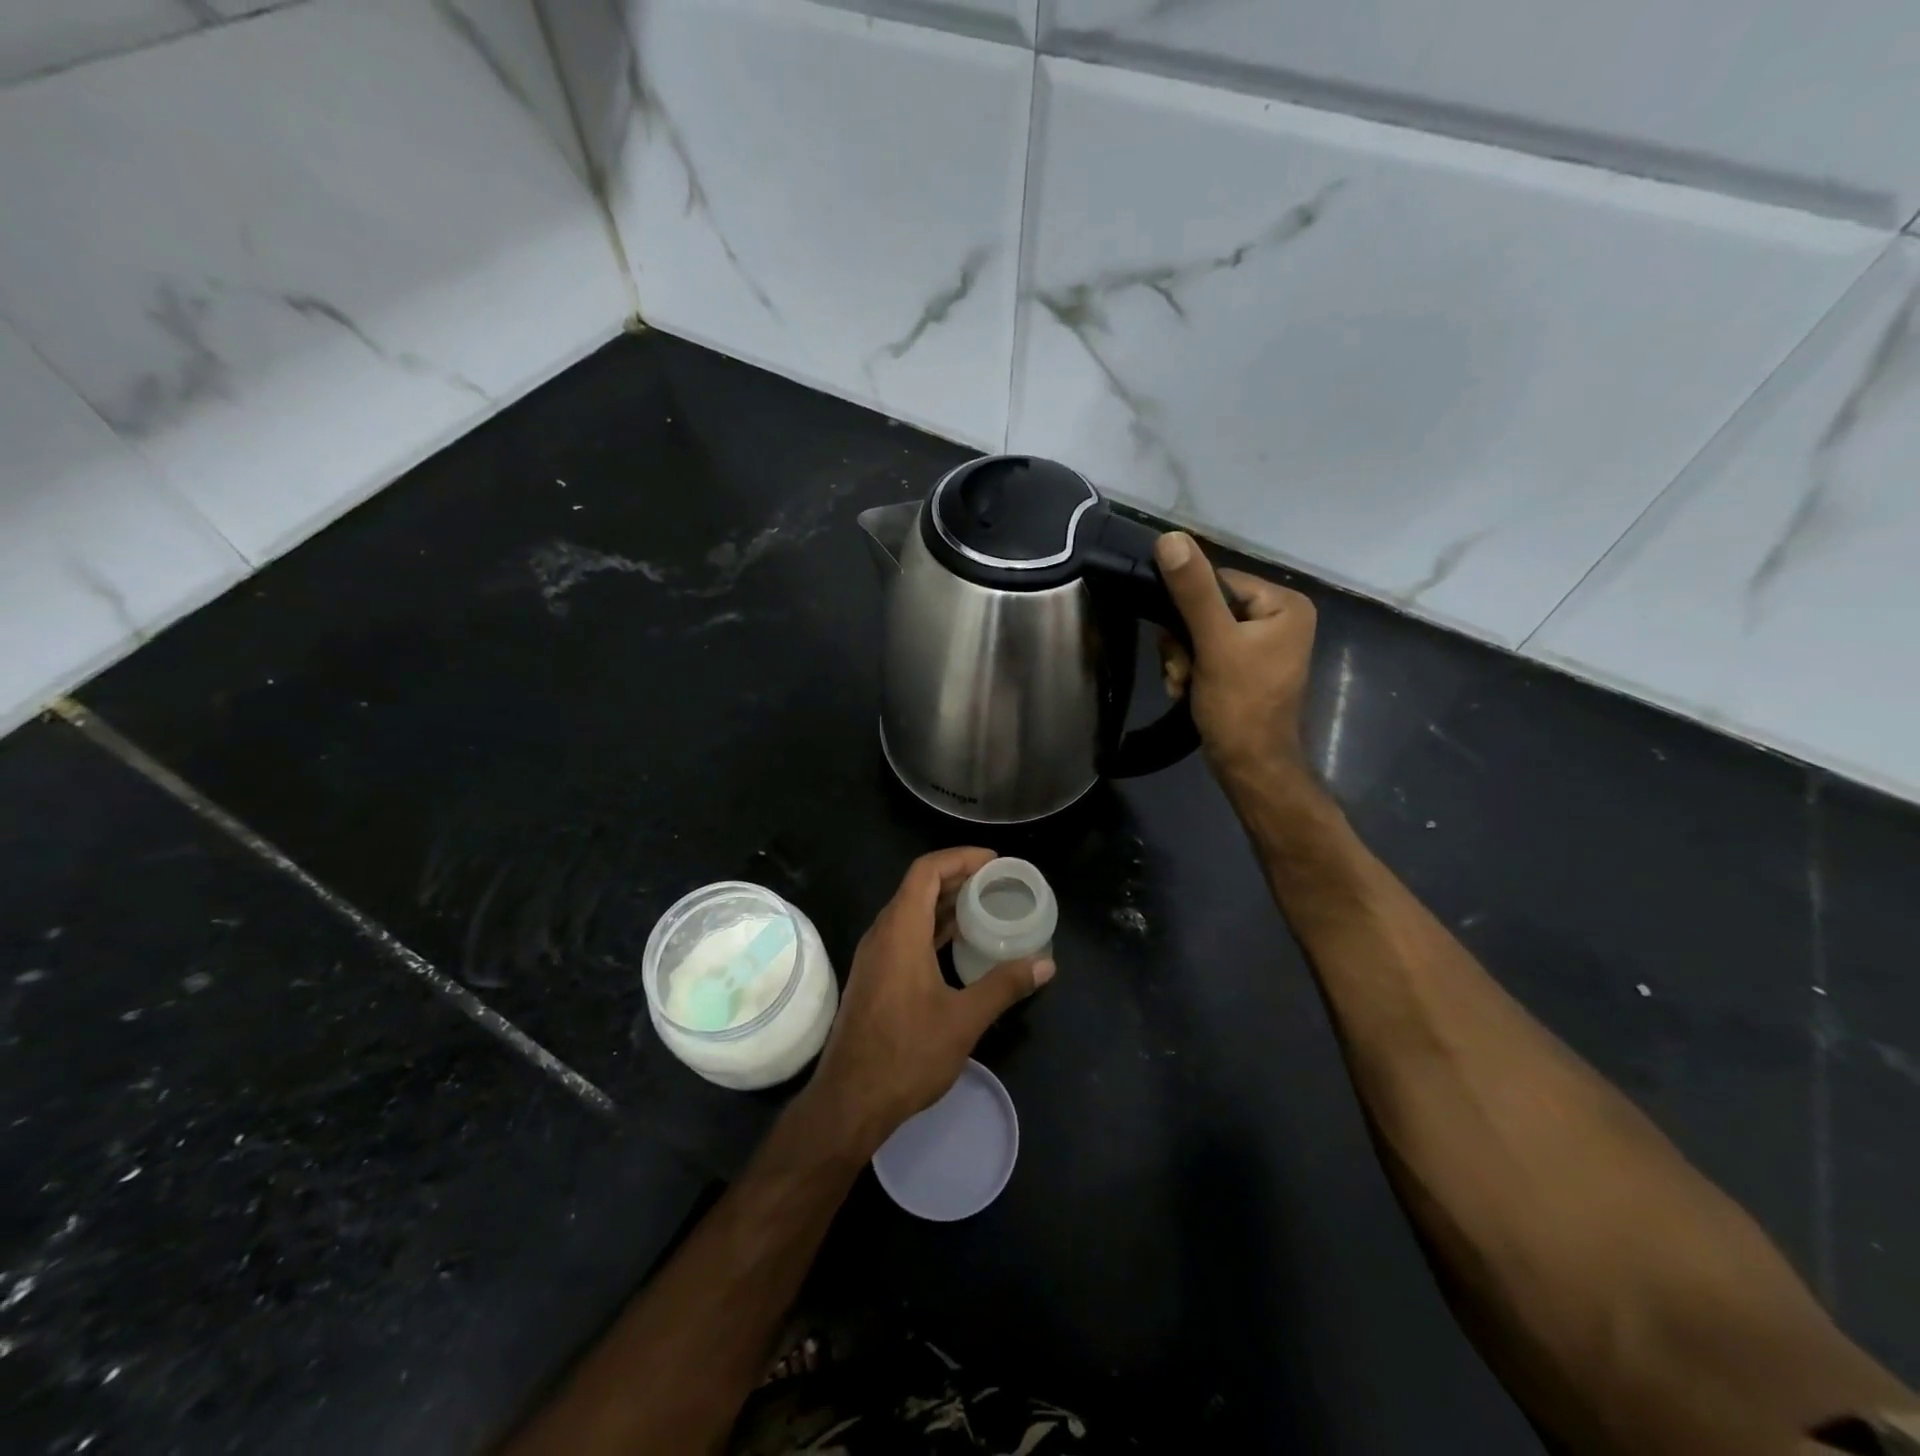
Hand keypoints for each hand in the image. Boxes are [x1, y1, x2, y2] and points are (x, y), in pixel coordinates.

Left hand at [806, 848, 1053, 1154]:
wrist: (850, 1100)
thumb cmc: (907, 1054)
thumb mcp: (964, 1019)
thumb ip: (1004, 985)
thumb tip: (1046, 964)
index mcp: (900, 931)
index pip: (926, 871)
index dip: (960, 857)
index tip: (994, 861)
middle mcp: (883, 934)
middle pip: (918, 887)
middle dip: (957, 877)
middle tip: (997, 882)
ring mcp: (875, 956)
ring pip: (911, 912)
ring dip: (945, 903)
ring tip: (984, 906)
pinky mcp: (875, 977)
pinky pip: (905, 935)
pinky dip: (933, 928)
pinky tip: (959, 944)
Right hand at [1155, 531, 1317, 782]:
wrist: (1249, 768)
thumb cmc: (1239, 705)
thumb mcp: (1213, 643)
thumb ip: (1192, 591)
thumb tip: (1170, 538)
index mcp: (1284, 604)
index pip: (1217, 581)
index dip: (1186, 609)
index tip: (1177, 642)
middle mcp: (1278, 619)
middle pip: (1205, 609)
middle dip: (1182, 642)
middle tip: (1182, 670)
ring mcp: (1262, 646)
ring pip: (1198, 633)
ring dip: (1181, 659)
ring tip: (1184, 684)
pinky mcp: (1245, 667)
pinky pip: (1205, 653)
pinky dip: (1189, 671)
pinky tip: (1187, 690)